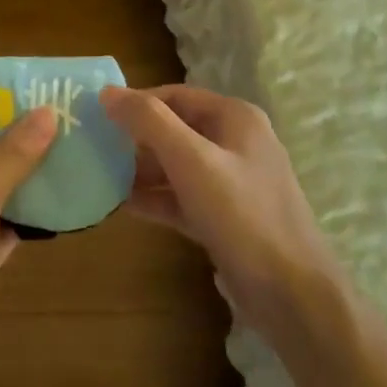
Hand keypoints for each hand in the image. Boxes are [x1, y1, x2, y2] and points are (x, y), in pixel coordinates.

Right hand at [100, 86, 344, 337]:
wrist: (293, 295)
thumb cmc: (242, 215)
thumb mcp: (192, 161)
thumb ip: (149, 122)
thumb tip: (107, 92)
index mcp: (235, 118)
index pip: (175, 96)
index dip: (136, 103)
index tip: (96, 116)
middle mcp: (236, 143)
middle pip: (175, 129)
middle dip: (136, 139)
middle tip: (93, 148)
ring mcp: (233, 183)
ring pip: (178, 166)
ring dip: (142, 171)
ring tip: (100, 177)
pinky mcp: (226, 218)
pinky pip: (184, 198)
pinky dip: (157, 199)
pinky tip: (122, 206)